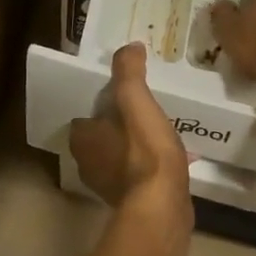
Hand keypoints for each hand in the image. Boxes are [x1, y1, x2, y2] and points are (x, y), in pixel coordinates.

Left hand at [69, 43, 191, 222]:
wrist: (162, 208)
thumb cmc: (144, 150)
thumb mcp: (135, 100)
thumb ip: (129, 72)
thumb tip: (129, 46)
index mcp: (82, 139)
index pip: (85, 114)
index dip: (101, 102)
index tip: (122, 92)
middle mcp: (88, 164)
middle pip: (102, 134)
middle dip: (120, 123)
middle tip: (143, 107)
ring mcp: (109, 186)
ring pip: (120, 154)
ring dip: (136, 143)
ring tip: (160, 128)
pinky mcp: (132, 201)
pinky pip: (138, 172)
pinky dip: (149, 163)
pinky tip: (172, 156)